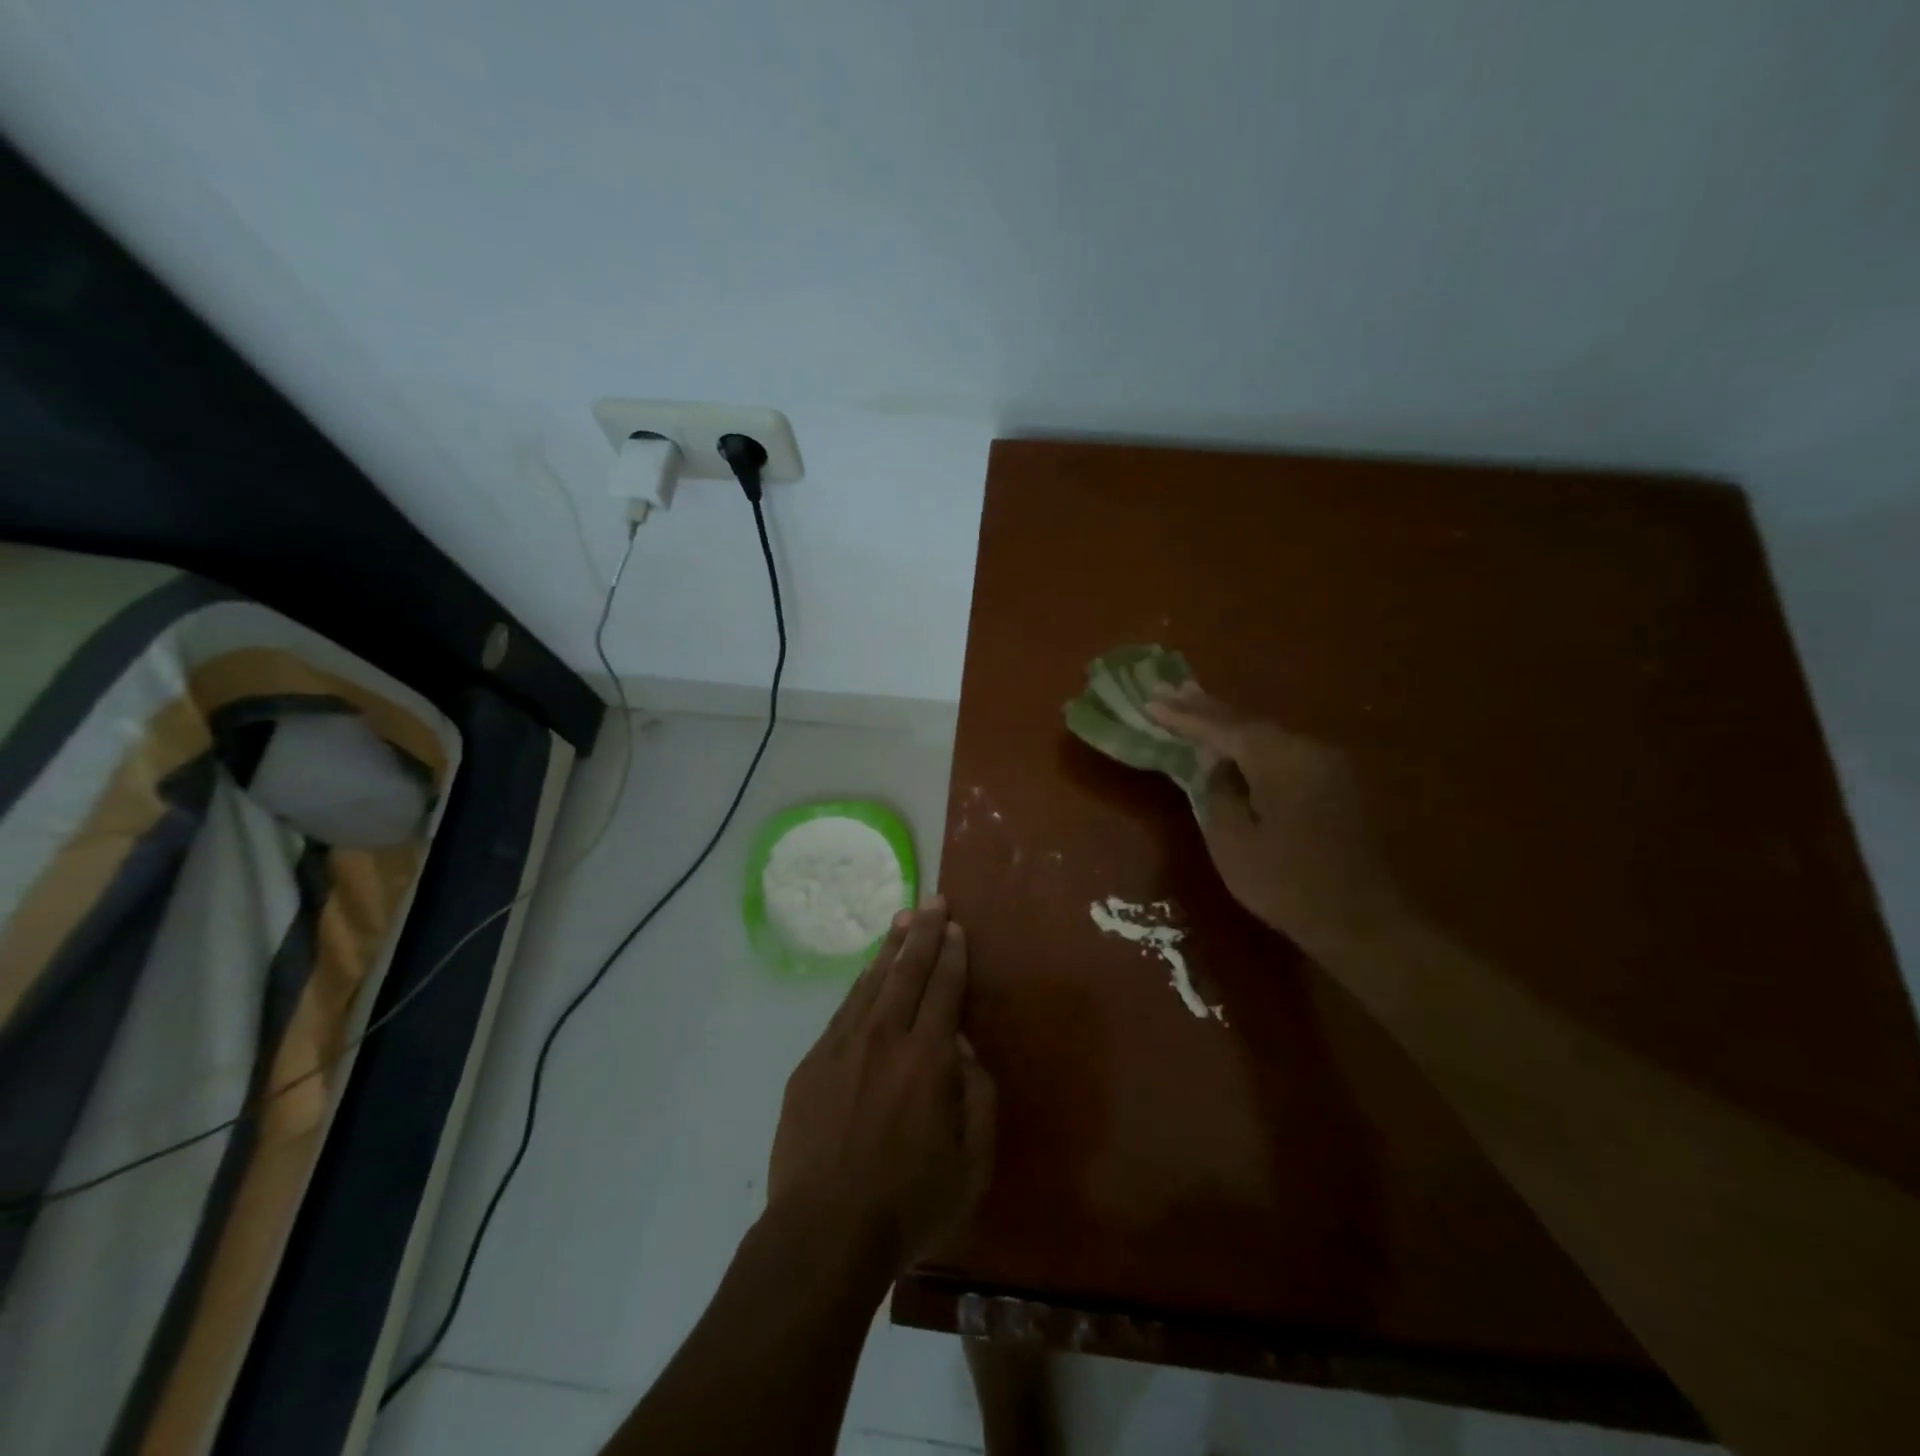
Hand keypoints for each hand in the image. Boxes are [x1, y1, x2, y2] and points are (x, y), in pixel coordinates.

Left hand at [767, 898, 996, 1278]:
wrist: (823, 1232)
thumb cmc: (909, 1203)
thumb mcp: (973, 1161)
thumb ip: (978, 1095)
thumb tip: (963, 1047)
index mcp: (928, 1058)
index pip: (944, 989)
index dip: (952, 955)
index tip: (955, 927)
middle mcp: (885, 1038)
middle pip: (907, 971)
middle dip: (923, 933)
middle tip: (932, 902)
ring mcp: (843, 1047)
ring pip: (871, 982)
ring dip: (890, 949)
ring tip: (902, 921)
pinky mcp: (812, 1064)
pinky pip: (844, 1010)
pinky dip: (861, 984)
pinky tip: (867, 974)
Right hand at [1146, 685, 1402, 949]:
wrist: (1362, 920)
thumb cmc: (1287, 884)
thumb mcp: (1233, 842)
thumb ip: (1217, 793)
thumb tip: (1218, 769)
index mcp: (1281, 759)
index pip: (1223, 728)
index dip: (1184, 717)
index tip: (1150, 702)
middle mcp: (1307, 749)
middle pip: (1248, 722)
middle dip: (1205, 708)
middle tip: (1169, 689)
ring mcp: (1326, 763)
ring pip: (1266, 734)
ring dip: (1228, 722)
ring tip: (1193, 704)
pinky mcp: (1333, 781)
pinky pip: (1282, 750)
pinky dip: (1251, 742)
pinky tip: (1233, 740)